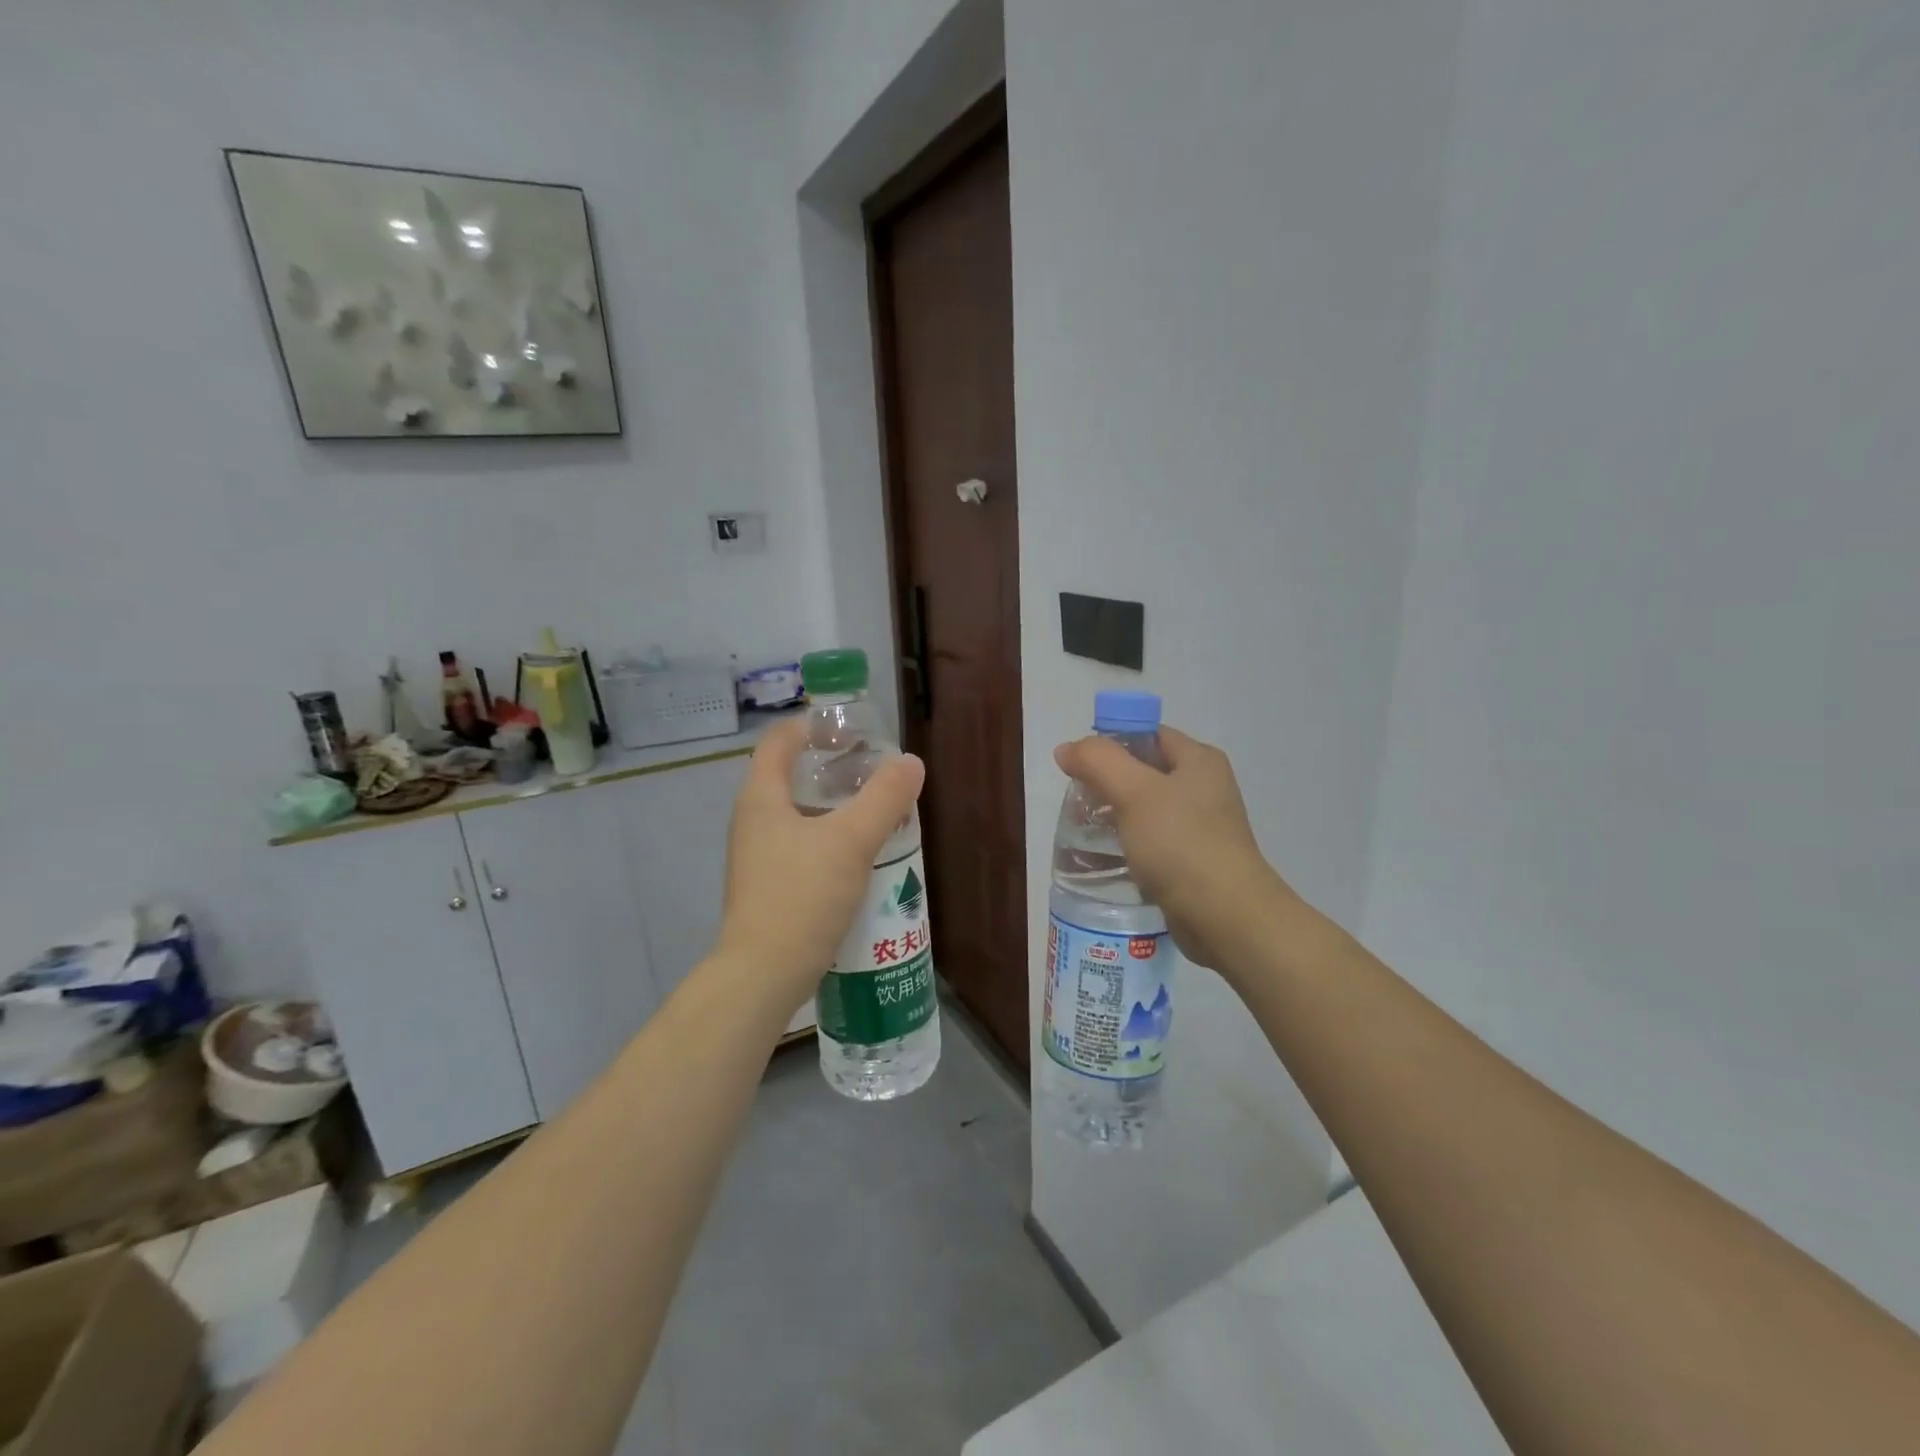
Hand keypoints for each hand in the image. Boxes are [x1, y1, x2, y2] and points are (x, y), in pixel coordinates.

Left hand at [716, 718, 925, 1009]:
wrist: (764, 974)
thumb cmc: (802, 896)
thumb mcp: (851, 841)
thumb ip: (884, 798)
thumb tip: (910, 762)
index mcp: (762, 797)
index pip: (780, 740)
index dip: (814, 726)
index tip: (853, 733)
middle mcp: (753, 821)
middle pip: (791, 776)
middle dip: (835, 769)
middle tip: (877, 774)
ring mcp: (758, 856)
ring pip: (800, 815)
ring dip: (837, 808)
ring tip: (878, 813)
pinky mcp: (770, 886)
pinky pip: (803, 847)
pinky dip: (831, 840)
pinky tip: (863, 857)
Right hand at [1053, 726, 1291, 972]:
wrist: (1226, 917)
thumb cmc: (1181, 844)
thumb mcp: (1134, 792)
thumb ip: (1098, 762)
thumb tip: (1067, 749)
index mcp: (1198, 760)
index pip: (1147, 734)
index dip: (1110, 743)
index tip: (1078, 766)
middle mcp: (1203, 787)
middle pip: (1143, 771)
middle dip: (1106, 783)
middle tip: (1076, 802)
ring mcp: (1200, 826)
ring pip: (1144, 808)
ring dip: (1113, 815)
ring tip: (1083, 831)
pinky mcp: (1191, 860)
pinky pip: (1151, 841)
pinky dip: (1127, 844)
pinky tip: (1105, 858)